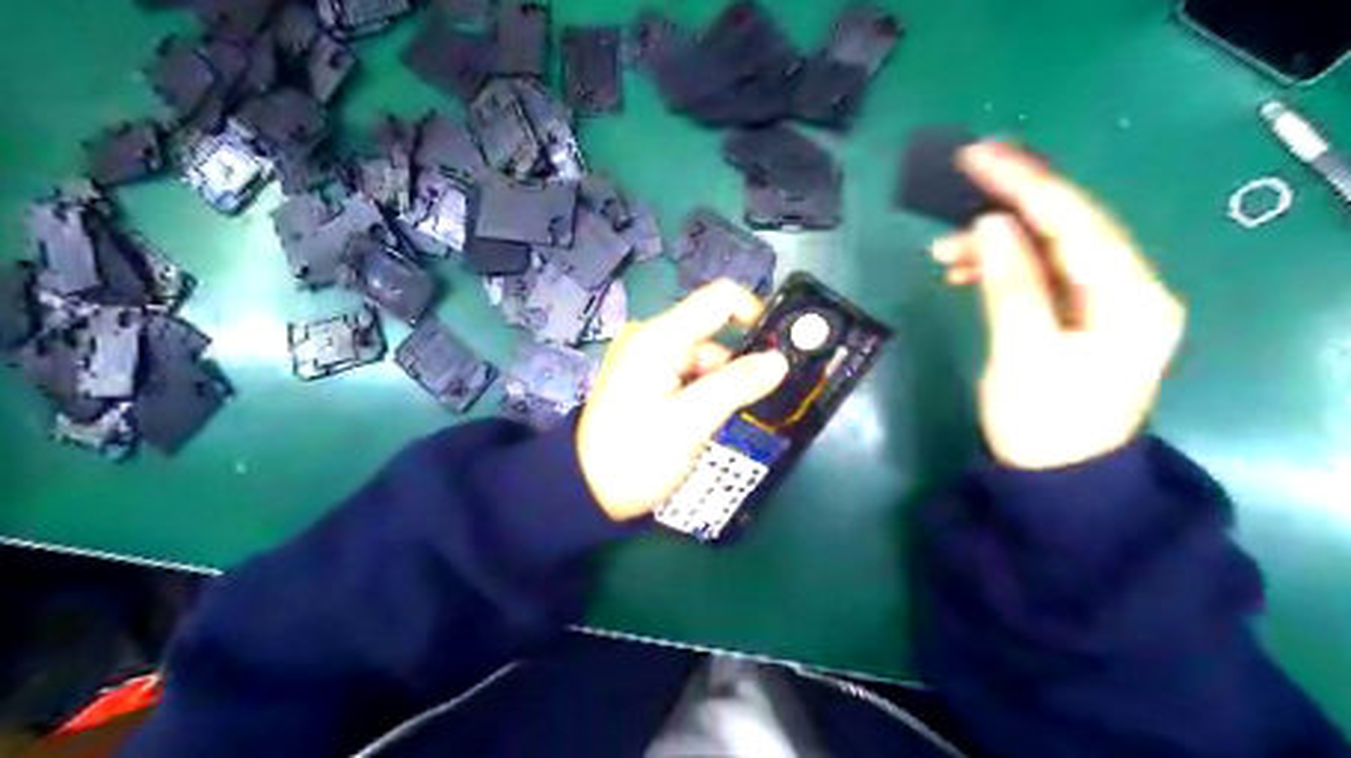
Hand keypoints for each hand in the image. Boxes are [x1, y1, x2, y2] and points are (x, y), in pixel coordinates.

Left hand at [578, 277, 794, 521]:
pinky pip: (688, 374)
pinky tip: (706, 421)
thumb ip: (736, 386)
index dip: (755, 314)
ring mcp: (647, 359)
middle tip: (752, 404)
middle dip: (737, 365)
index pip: (719, 299)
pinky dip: (705, 392)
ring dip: (721, 385)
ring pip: (704, 358)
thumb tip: (780, 360)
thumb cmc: (636, 456)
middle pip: (713, 334)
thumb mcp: (690, 422)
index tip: (778, 350)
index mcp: (659, 338)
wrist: (587, 491)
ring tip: (722, 423)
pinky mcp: (646, 379)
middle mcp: (652, 338)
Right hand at [932, 143, 1183, 468]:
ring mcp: (1104, 304)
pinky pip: (1040, 275)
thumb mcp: (1023, 354)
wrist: (1057, 483)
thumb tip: (990, 224)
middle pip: (1068, 227)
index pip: (1076, 221)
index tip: (977, 155)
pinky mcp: (1078, 318)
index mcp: (1131, 297)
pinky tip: (967, 269)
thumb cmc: (1043, 425)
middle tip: (959, 180)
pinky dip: (1002, 267)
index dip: (1025, 184)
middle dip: (1011, 203)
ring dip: (997, 242)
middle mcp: (1128, 290)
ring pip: (1049, 249)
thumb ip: (1011, 284)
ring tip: (944, 250)